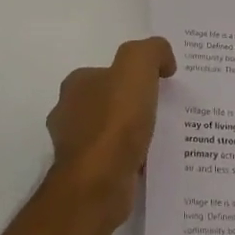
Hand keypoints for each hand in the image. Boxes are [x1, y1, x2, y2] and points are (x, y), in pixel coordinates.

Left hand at [45, 38, 177, 230]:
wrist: (99, 184)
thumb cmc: (115, 122)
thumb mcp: (137, 67)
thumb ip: (152, 51)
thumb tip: (164, 61)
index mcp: (76, 85)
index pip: (106, 72)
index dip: (133, 75)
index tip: (160, 84)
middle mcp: (68, 113)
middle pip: (107, 102)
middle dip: (132, 104)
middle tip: (165, 108)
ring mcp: (75, 147)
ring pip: (111, 132)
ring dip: (133, 133)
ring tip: (164, 135)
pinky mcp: (87, 175)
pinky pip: (116, 158)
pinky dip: (132, 157)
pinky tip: (153, 160)